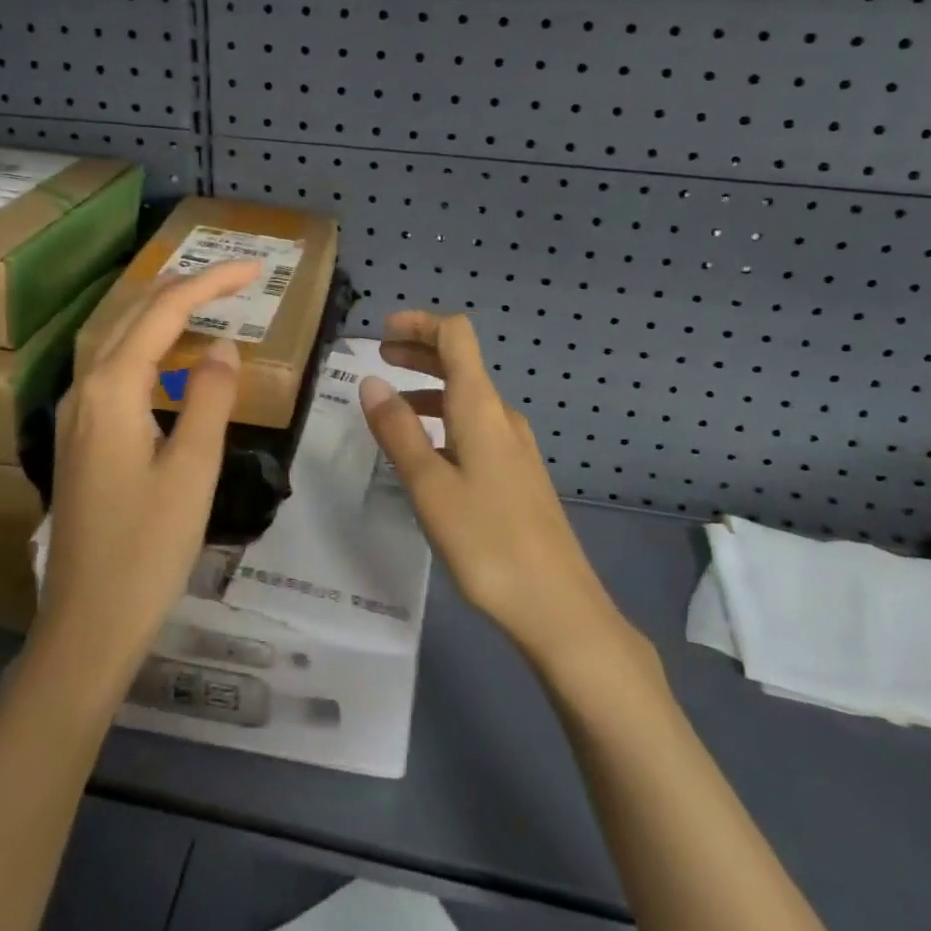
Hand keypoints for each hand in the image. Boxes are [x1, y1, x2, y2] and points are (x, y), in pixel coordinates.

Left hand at [34, 260, 259, 691]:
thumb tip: (223, 346)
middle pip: (133, 315)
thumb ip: (211, 398)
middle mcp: (84, 390)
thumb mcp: (193, 469)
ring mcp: (75, 414)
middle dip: (184, 288)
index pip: (163, 312)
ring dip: (161, 312)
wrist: (87, 625)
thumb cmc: (147, 549)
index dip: (209, 284)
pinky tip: (169, 358)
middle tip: (235, 278)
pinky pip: (114, 369)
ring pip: (118, 339)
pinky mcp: (80, 438)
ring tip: (206, 299)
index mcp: (112, 389)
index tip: (254, 270)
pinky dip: (148, 346)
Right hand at [360, 310, 622, 666]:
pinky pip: (475, 428)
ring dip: (429, 390)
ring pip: (466, 399)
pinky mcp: (518, 474)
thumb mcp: (429, 486)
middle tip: (380, 358)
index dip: (420, 324)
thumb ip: (398, 431)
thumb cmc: (487, 542)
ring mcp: (515, 446)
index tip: (383, 332)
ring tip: (391, 410)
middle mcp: (501, 416)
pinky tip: (425, 453)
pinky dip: (444, 420)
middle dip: (419, 352)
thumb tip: (372, 382)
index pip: (456, 336)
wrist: (558, 606)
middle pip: (461, 363)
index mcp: (480, 407)